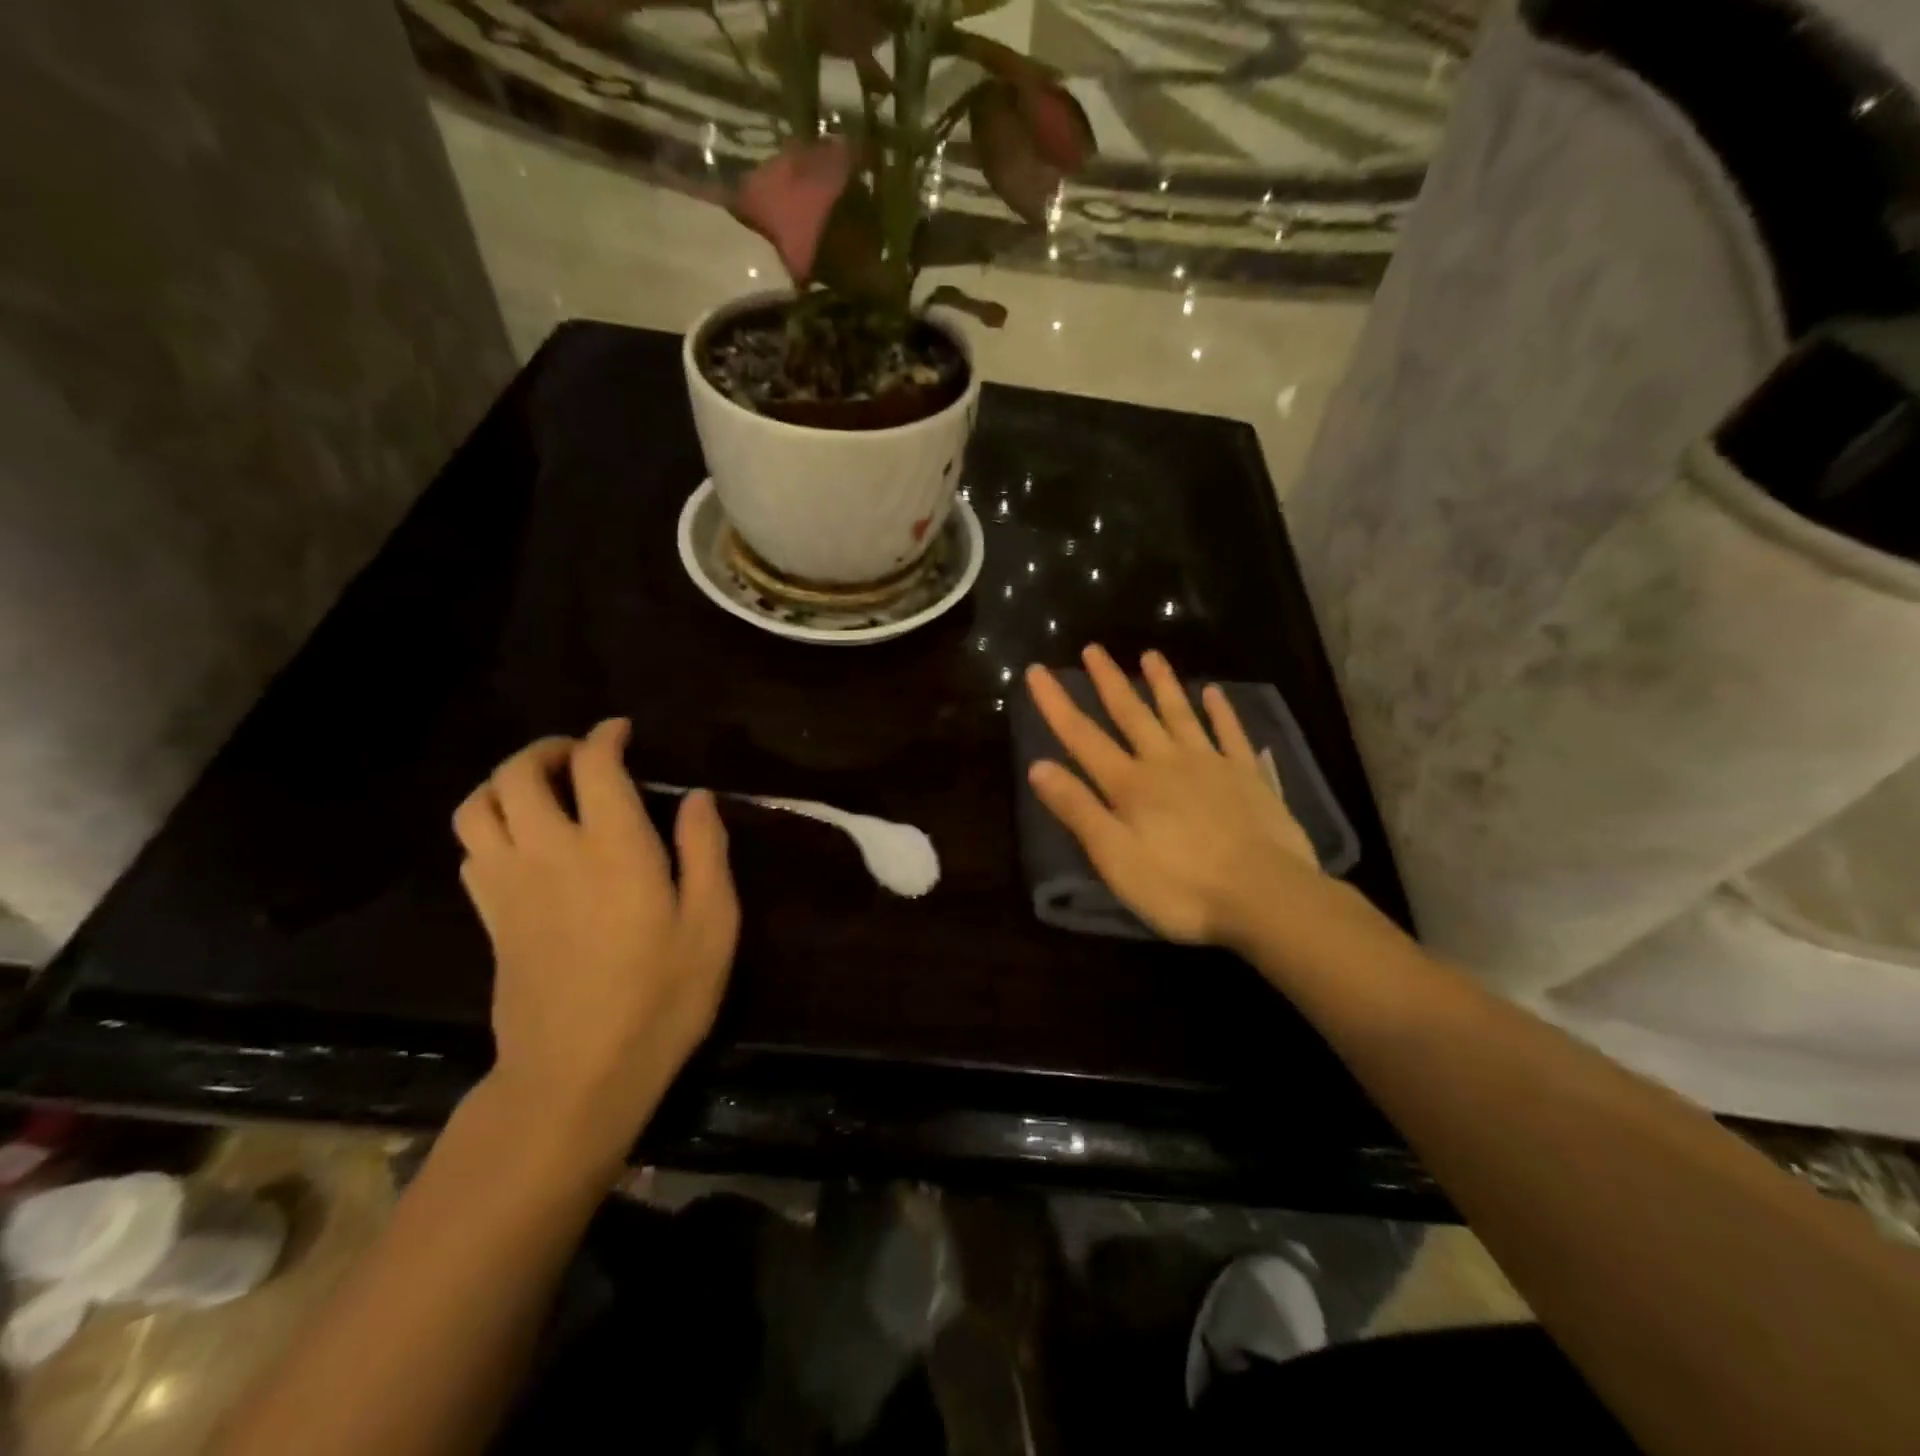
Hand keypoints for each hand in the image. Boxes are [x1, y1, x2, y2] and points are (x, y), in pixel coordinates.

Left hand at [452, 719, 739, 1158]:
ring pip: (479, 806)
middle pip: (519, 773)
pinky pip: (471, 849)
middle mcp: (552, 851)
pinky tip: (523, 840)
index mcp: (613, 847)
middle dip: (548, 749)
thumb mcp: (713, 924)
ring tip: (542, 789)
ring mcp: (510, 885)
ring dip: (506, 782)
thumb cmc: (660, 998)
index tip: (622, 732)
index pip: (594, 765)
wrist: (576, 1075)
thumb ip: (705, 851)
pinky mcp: (490, 918)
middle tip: (580, 755)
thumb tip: (697, 797)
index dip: (606, 737)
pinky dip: (491, 825)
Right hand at [1026, 646, 1322, 947]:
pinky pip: (1231, 734)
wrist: (1265, 896)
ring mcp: (1211, 765)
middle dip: (1109, 681)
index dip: (1056, 704)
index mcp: (1130, 785)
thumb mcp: (1115, 857)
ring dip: (1163, 684)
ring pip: (1180, 714)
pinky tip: (1213, 692)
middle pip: (1131, 714)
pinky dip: (1221, 711)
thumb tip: (1038, 765)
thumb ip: (1078, 810)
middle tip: (1093, 648)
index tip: (1037, 670)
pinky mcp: (1248, 777)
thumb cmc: (1180, 887)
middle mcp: (1166, 762)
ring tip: (1150, 654)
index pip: (1082, 737)